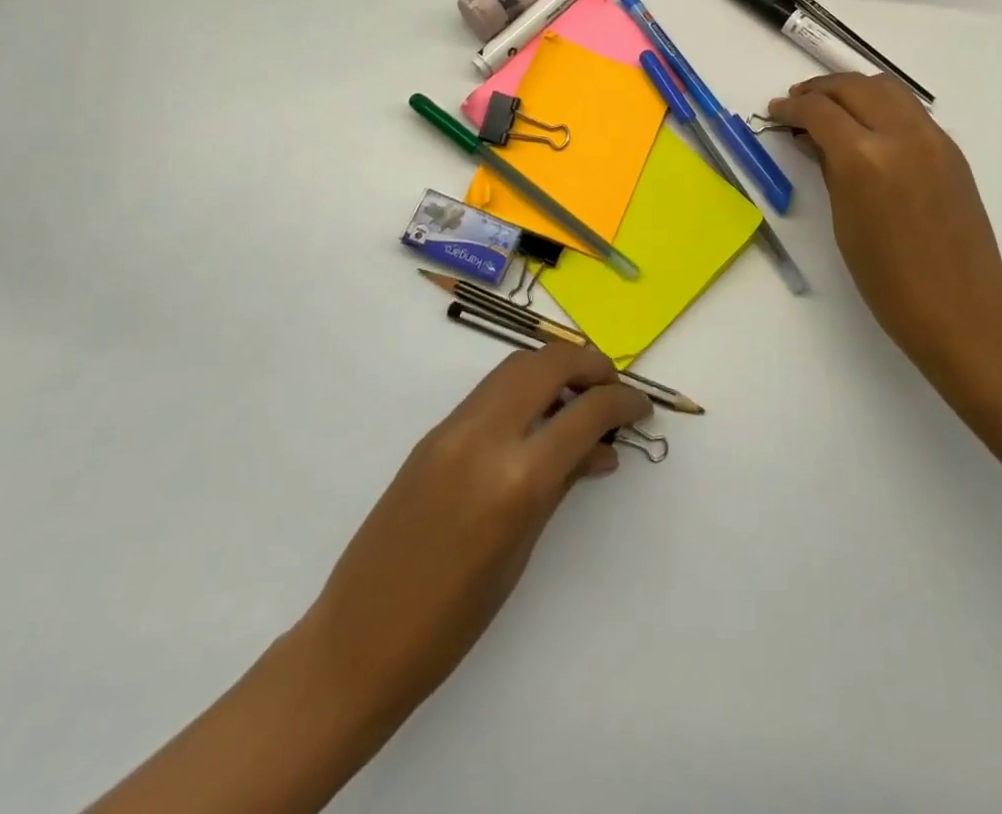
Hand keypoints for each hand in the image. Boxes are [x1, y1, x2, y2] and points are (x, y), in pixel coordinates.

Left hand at [295, 342, 650, 755]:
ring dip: (556, 368)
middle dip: (590, 365)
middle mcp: (485, 436)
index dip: (623, 402)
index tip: (642, 407)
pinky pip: (491, 390)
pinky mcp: (433, 432)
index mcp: (516, 478)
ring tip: (580, 398)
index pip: (586, 412)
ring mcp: (453, 428)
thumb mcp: (522, 551)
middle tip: (612, 391)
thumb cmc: (453, 620)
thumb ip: (563, 484)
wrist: (360, 639)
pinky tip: (538, 418)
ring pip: (517, 365)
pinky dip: (524, 387)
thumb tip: (600, 449)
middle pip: (549, 363)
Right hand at [768, 73, 1001, 384]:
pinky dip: (881, 104)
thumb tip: (813, 140)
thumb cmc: (888, 280)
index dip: (792, 107)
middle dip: (819, 89)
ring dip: (852, 89)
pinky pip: (909, 109)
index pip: (820, 111)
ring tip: (830, 106)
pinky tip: (867, 126)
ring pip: (886, 87)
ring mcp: (933, 138)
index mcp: (865, 159)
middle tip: (796, 102)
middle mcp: (901, 135)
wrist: (961, 309)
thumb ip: (828, 169)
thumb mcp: (844, 222)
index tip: (776, 111)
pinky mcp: (951, 149)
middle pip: (853, 86)